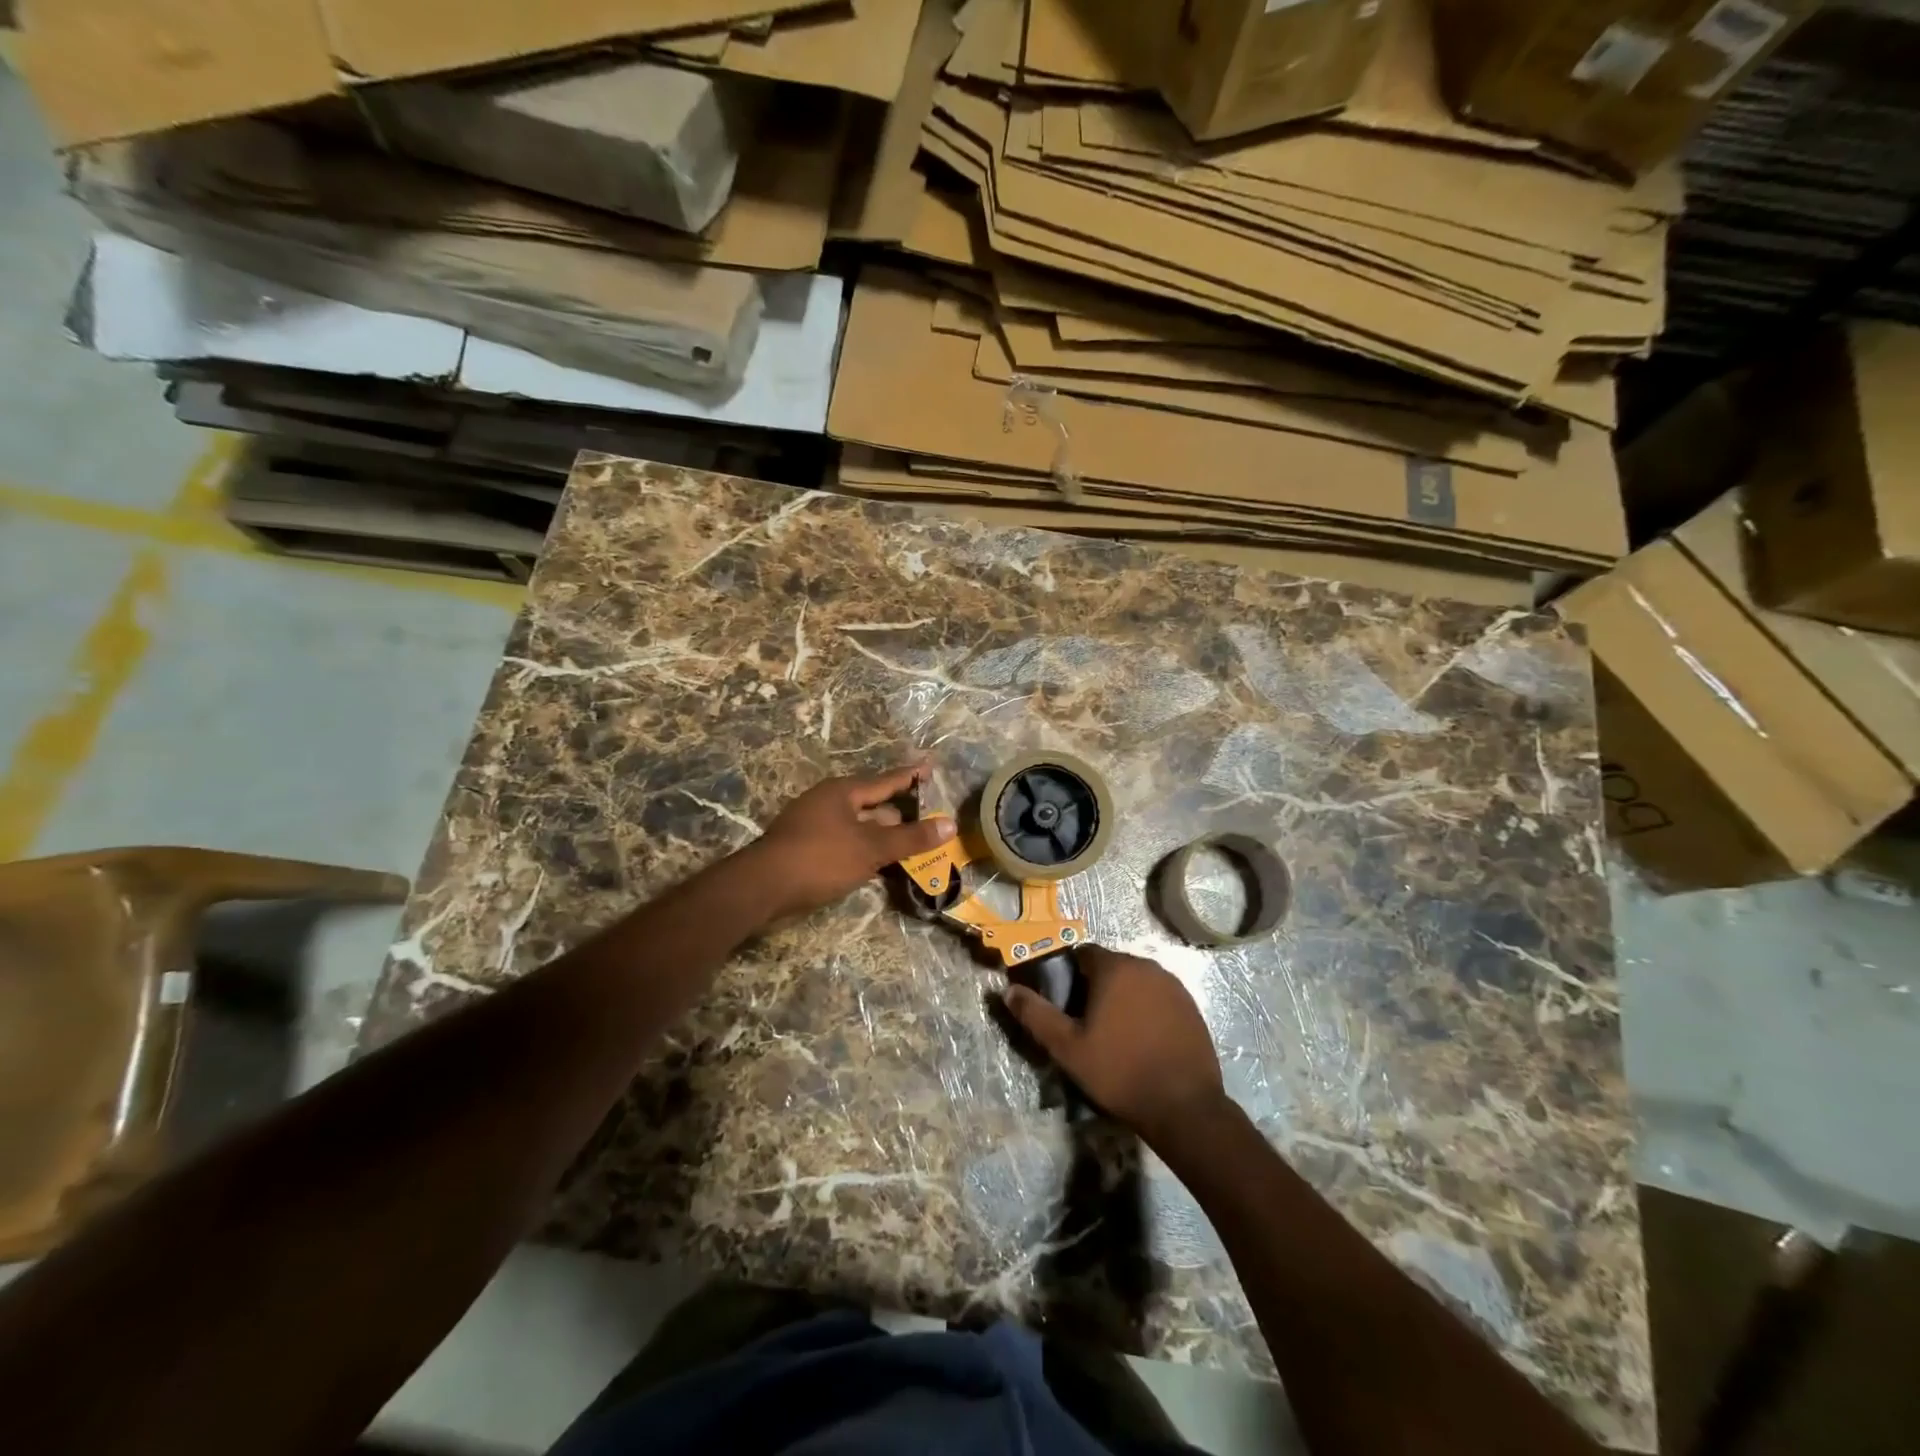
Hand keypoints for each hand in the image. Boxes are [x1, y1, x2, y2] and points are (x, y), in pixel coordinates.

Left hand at [753, 762, 955, 918]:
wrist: (763, 888)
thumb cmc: (820, 858)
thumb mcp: (871, 848)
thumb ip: (911, 838)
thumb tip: (949, 824)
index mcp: (843, 792)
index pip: (887, 780)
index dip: (912, 776)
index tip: (931, 766)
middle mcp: (829, 802)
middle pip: (874, 804)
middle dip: (901, 814)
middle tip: (931, 820)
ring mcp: (815, 826)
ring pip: (860, 827)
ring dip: (884, 837)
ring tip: (913, 847)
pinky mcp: (808, 849)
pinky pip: (847, 844)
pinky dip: (866, 851)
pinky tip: (880, 867)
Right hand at [999, 946, 1228, 1146]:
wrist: (1184, 1107)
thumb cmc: (1119, 1072)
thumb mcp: (1067, 1047)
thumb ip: (1036, 1015)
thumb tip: (1008, 991)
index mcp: (1115, 968)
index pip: (1084, 954)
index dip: (1070, 977)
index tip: (1067, 1006)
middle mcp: (1146, 966)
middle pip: (1111, 966)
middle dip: (1096, 987)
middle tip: (1088, 1024)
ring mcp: (1173, 985)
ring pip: (1136, 981)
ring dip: (1123, 997)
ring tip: (1116, 1035)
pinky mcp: (1191, 1006)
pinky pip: (1159, 997)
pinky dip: (1147, 1010)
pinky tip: (1144, 1041)